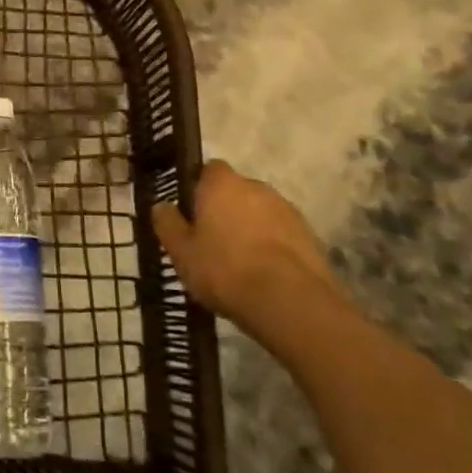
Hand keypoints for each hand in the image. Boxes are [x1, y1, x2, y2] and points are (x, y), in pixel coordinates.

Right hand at [151, 161, 345, 334]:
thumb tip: (161, 206)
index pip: (208, 170)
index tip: (192, 214)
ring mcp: (287, 210)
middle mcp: (256, 186)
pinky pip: (282, 234)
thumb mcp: (181, 252)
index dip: (199, 189)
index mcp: (221, 183)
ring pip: (260, 213)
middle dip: (226, 210)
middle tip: (213, 242)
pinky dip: (273, 247)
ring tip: (241, 264)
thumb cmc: (225, 270)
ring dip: (251, 229)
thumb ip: (167, 224)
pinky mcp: (310, 236)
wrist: (290, 303)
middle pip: (236, 191)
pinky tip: (265, 276)